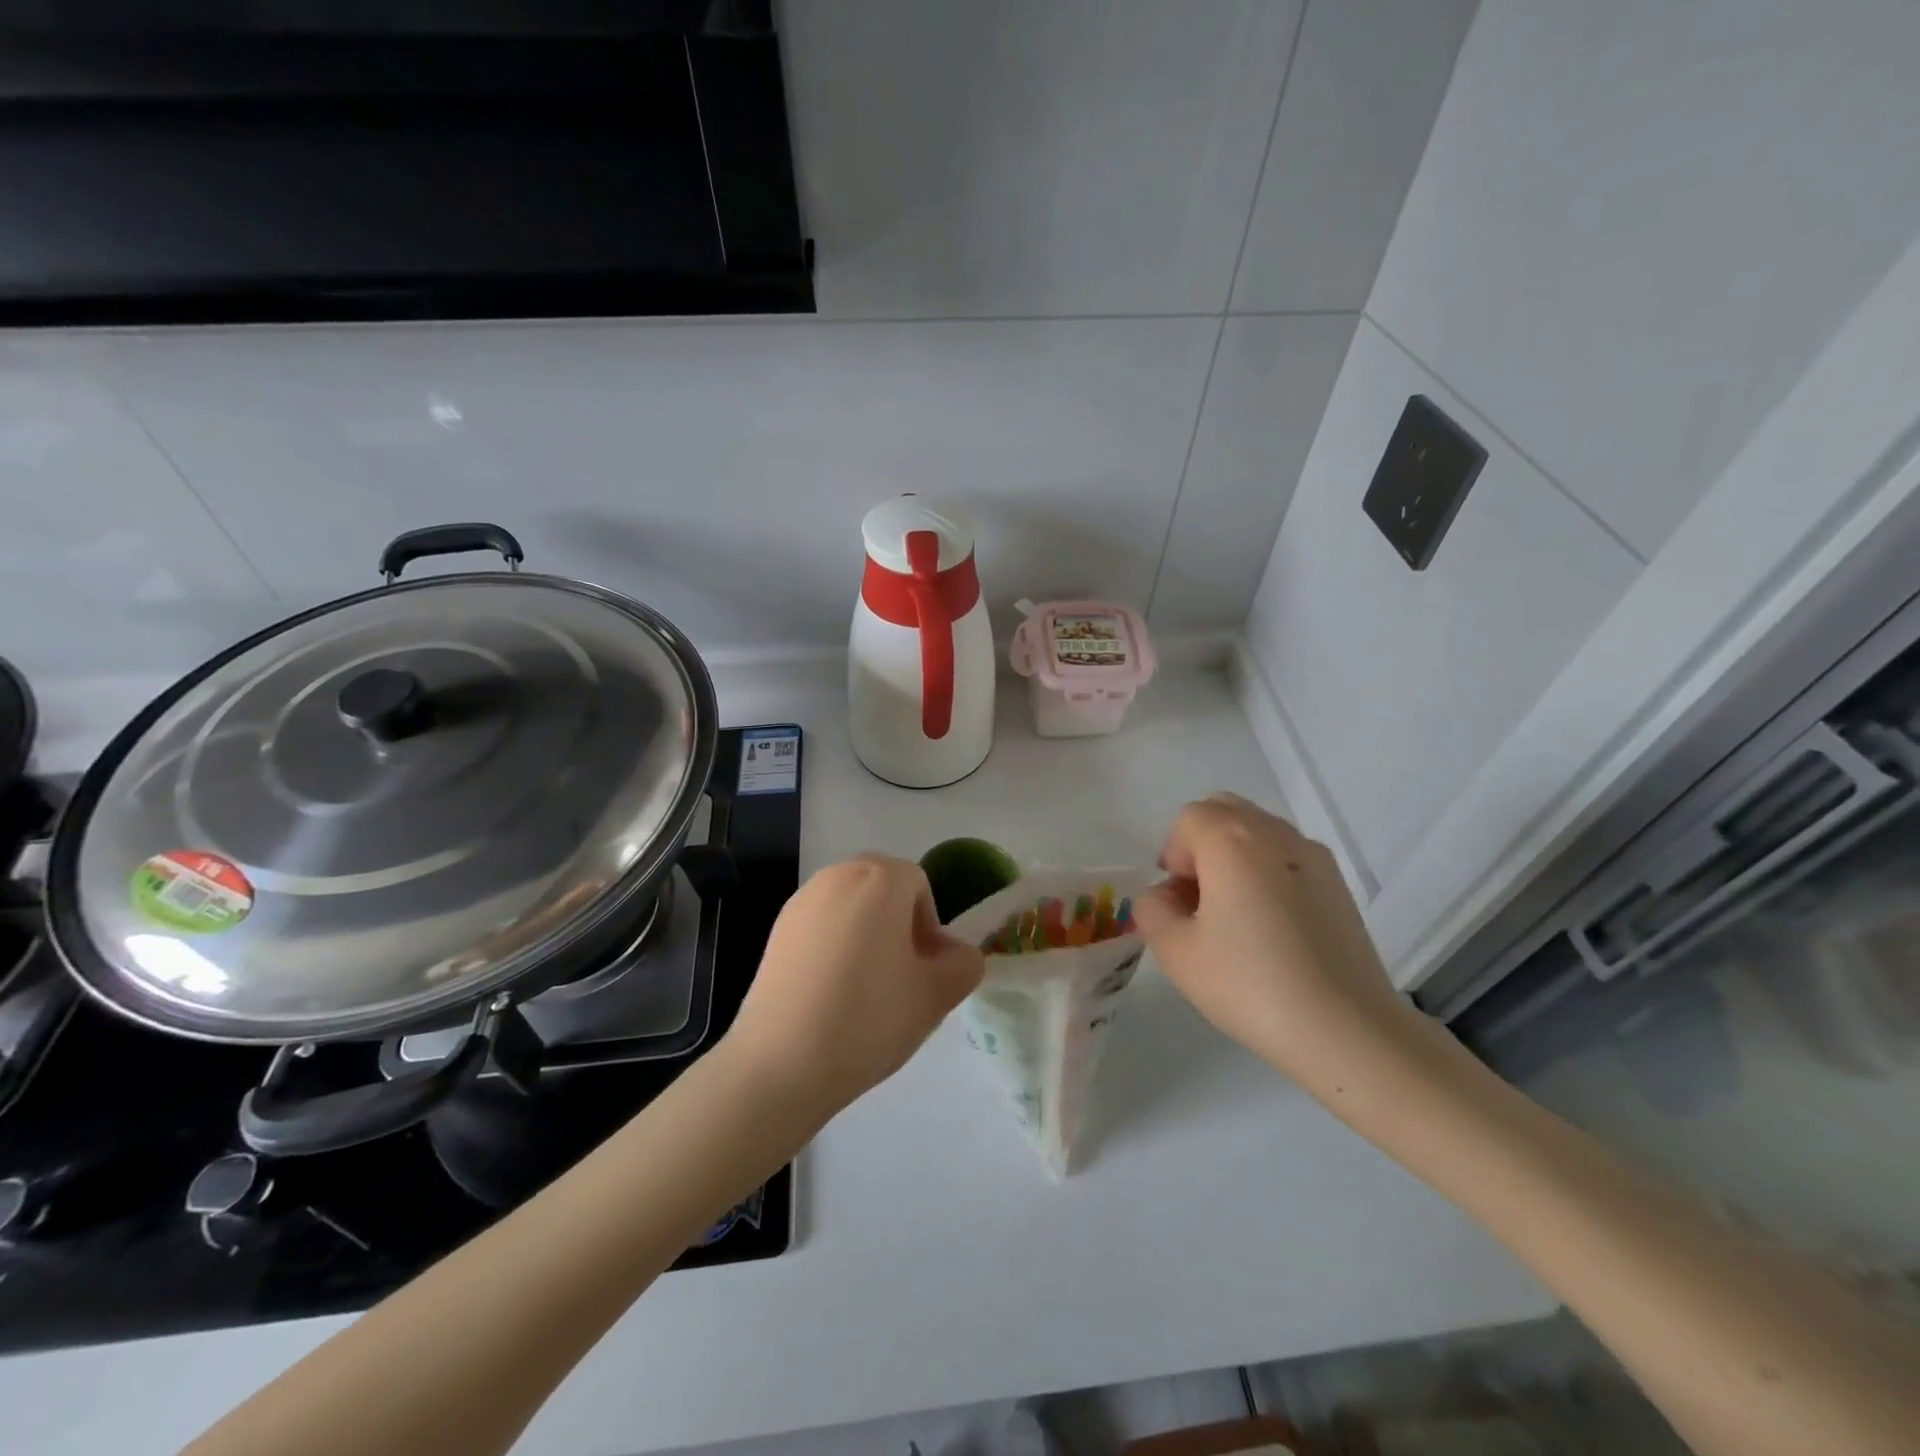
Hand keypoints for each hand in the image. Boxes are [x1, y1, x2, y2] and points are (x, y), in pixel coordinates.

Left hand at [724, 855, 984, 1118]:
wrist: (781, 1063)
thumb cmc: (869, 1018)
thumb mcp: (936, 996)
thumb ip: (964, 964)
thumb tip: (958, 955)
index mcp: (880, 879)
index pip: (919, 884)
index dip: (930, 925)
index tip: (925, 969)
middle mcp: (838, 876)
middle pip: (882, 886)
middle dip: (898, 921)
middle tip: (901, 975)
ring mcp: (801, 901)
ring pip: (850, 904)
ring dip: (866, 931)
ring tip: (865, 988)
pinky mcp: (776, 930)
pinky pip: (820, 924)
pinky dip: (834, 945)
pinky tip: (830, 993)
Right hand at [1134, 794, 1414, 1090]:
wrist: (1348, 1029)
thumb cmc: (1251, 985)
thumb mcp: (1175, 952)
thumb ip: (1152, 909)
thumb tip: (1166, 895)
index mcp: (1232, 839)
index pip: (1188, 819)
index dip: (1173, 856)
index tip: (1179, 902)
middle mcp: (1275, 833)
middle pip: (1225, 812)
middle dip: (1202, 846)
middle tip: (1200, 902)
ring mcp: (1314, 856)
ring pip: (1258, 833)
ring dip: (1235, 859)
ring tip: (1237, 919)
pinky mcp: (1339, 884)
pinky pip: (1287, 858)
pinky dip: (1267, 874)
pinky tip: (1272, 929)